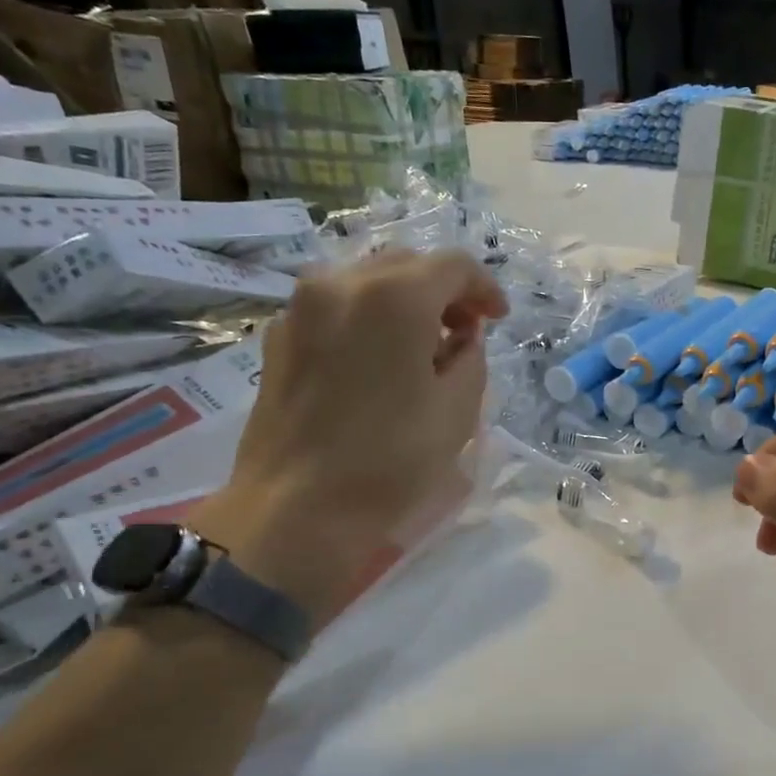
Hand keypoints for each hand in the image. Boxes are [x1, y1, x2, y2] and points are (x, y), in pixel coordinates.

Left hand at [189, 249, 508, 628]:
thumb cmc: (390, 460)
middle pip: (407, 265)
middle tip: (465, 332)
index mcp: (393, 297)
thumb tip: (461, 335)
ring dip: (405, 302)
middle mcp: (341, 283)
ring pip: (367, 280)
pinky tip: (379, 362)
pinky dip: (367, 318)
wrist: (296, 510)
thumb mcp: (458, 410)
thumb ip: (471, 356)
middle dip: (444, 292)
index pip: (453, 265)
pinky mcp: (278, 337)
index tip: (498, 321)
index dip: (485, 288)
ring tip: (422, 348)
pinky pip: (335, 307)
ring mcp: (301, 308)